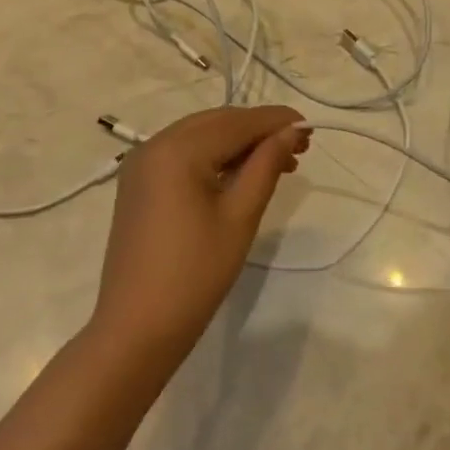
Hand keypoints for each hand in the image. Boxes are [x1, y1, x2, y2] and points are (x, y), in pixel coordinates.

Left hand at [91, 106, 309, 363]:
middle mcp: (154, 145)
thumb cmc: (195, 274)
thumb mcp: (240, 216)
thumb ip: (266, 165)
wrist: (138, 328)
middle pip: (217, 123)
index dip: (276, 121)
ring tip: (279, 163)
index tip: (311, 128)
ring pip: (200, 136)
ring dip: (239, 143)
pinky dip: (214, 156)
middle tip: (299, 147)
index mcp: (177, 150)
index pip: (237, 123)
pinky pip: (183, 154)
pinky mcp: (138, 184)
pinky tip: (241, 173)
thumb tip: (292, 131)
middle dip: (259, 130)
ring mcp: (141, 164)